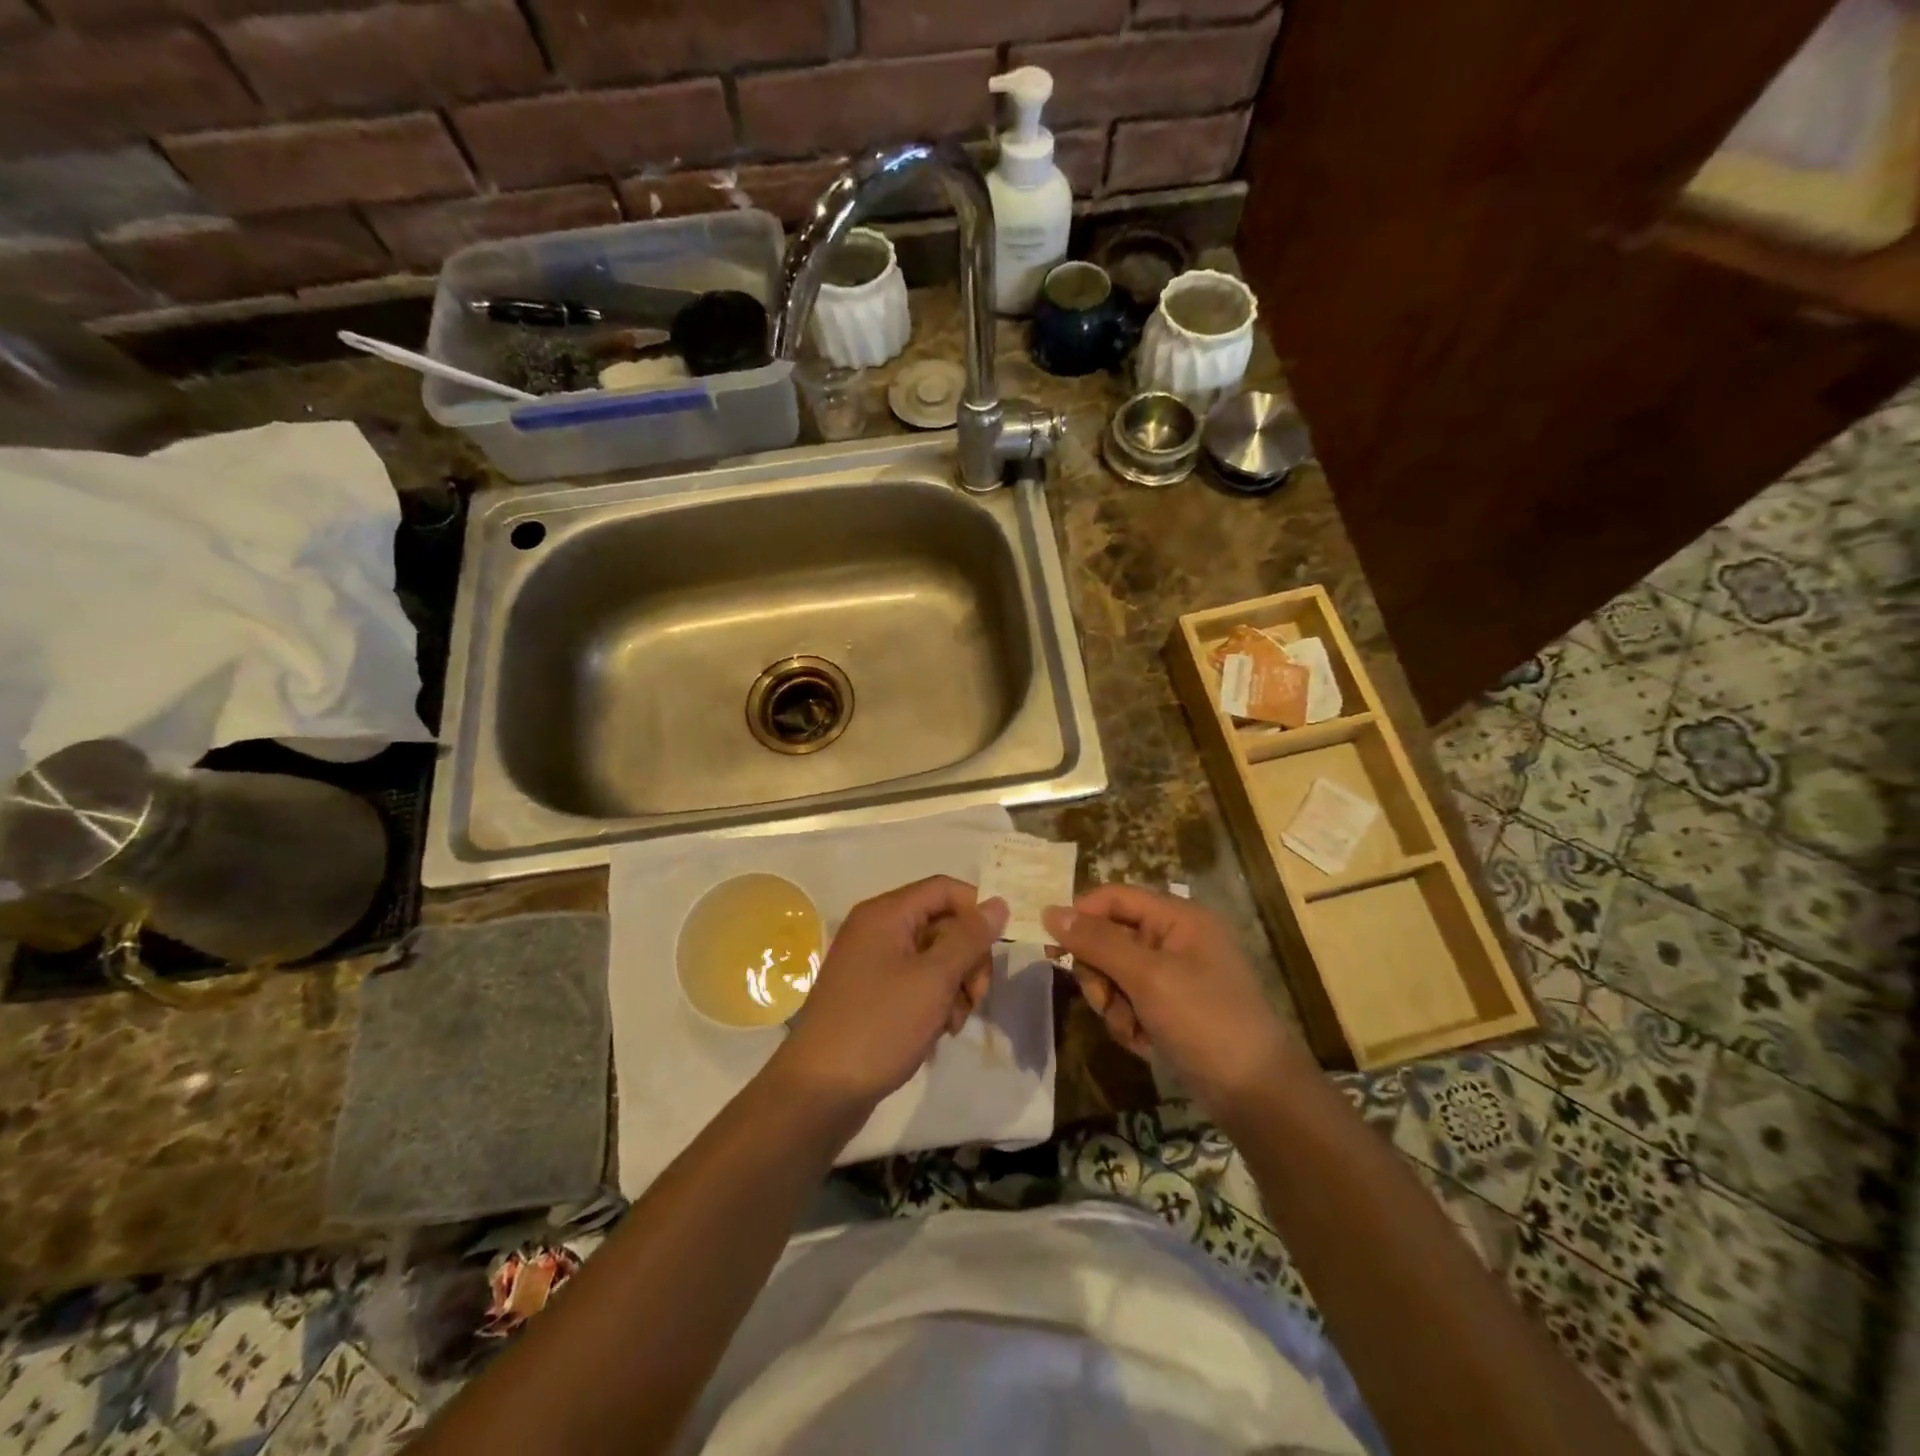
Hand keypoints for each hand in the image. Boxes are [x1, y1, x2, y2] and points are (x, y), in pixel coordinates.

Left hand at [771, 876, 1007, 1115]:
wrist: (820, 1090)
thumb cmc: (880, 1025)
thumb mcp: (934, 979)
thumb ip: (969, 938)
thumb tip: (998, 902)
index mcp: (886, 914)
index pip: (945, 889)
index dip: (977, 911)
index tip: (1000, 947)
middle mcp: (877, 929)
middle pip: (942, 923)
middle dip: (968, 958)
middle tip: (978, 996)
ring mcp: (872, 962)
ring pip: (934, 957)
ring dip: (955, 985)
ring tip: (954, 1023)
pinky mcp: (872, 993)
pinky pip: (916, 982)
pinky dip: (935, 1001)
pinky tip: (939, 1031)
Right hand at [1043, 885, 1304, 1121]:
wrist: (1257, 1096)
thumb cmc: (1205, 1021)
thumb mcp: (1147, 977)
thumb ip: (1096, 942)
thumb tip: (1049, 911)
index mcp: (1178, 918)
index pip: (1114, 897)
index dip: (1082, 917)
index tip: (1057, 951)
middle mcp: (1176, 940)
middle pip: (1110, 938)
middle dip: (1101, 974)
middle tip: (1107, 1000)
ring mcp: (1175, 977)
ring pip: (1115, 976)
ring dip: (1113, 1005)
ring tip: (1133, 1030)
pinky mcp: (1173, 1010)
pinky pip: (1131, 1004)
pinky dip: (1130, 1024)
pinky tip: (1146, 1045)